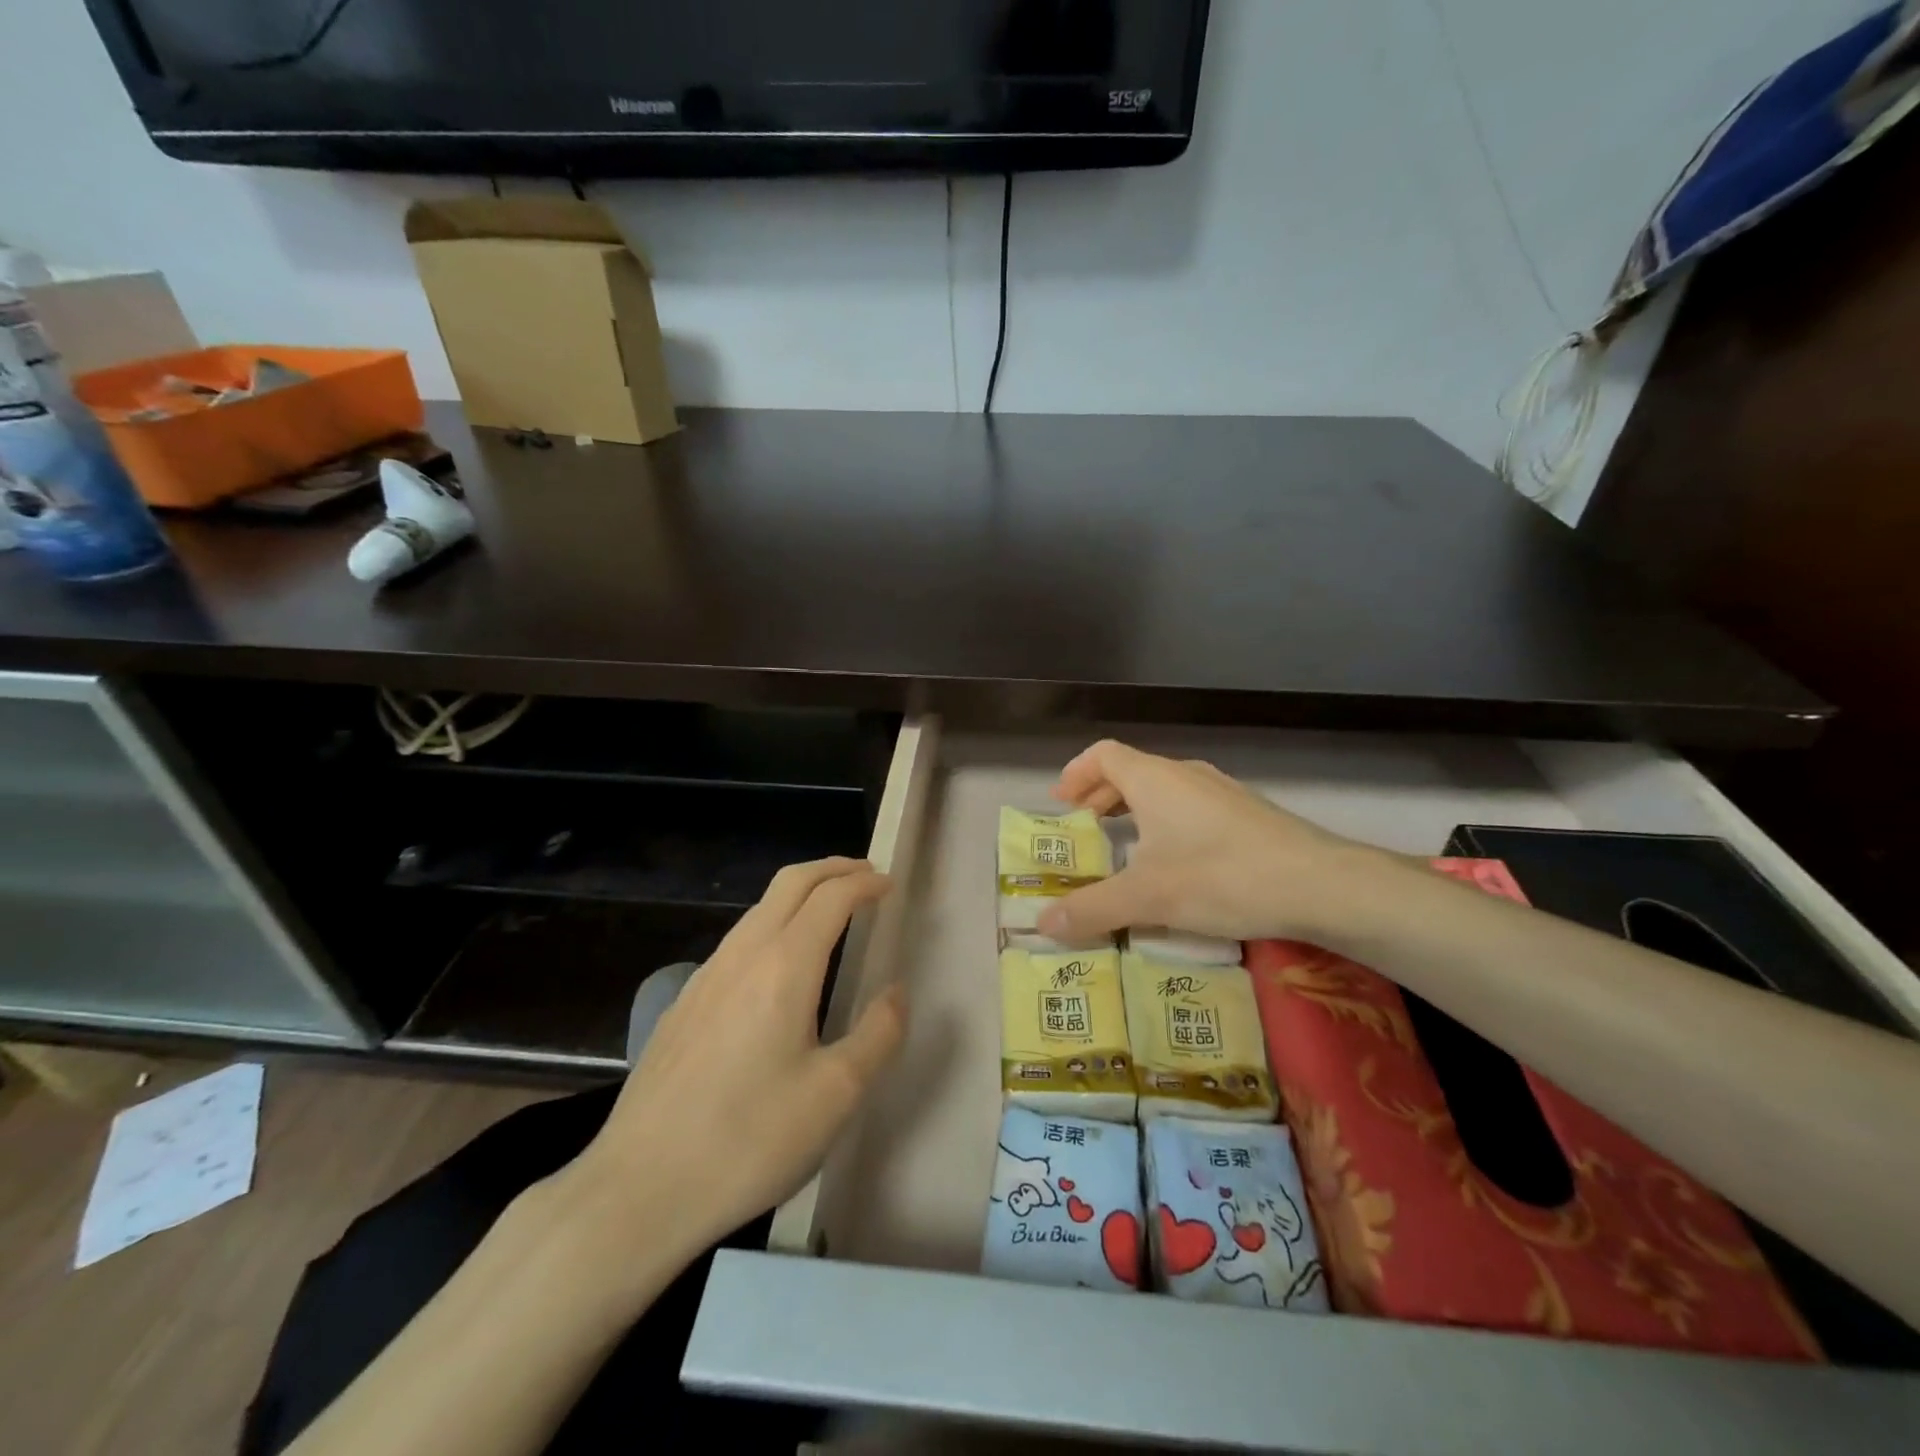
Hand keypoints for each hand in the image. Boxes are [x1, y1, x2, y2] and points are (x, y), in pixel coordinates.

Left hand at [561, 857, 904, 1258]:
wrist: (638, 1188)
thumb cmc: (749, 1140)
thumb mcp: (836, 1095)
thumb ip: (878, 1034)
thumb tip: (896, 992)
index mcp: (785, 965)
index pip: (831, 897)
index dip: (865, 883)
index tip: (890, 885)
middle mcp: (743, 954)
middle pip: (790, 882)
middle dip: (832, 869)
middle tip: (865, 876)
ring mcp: (706, 976)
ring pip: (759, 908)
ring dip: (800, 894)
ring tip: (830, 911)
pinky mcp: (684, 1004)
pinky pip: (738, 939)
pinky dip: (773, 923)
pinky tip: (778, 965)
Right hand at [1039, 739, 1391, 944]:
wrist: (1321, 884)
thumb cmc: (1222, 877)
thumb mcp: (1148, 897)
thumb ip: (1092, 909)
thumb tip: (1041, 925)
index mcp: (1154, 779)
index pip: (1103, 755)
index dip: (1076, 773)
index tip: (1062, 804)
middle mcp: (1186, 774)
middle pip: (1131, 771)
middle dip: (1102, 796)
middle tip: (1086, 829)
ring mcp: (1222, 791)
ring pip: (1164, 790)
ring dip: (1136, 810)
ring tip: (1127, 847)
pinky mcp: (1247, 814)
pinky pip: (1191, 807)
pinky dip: (1167, 823)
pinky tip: (1177, 863)